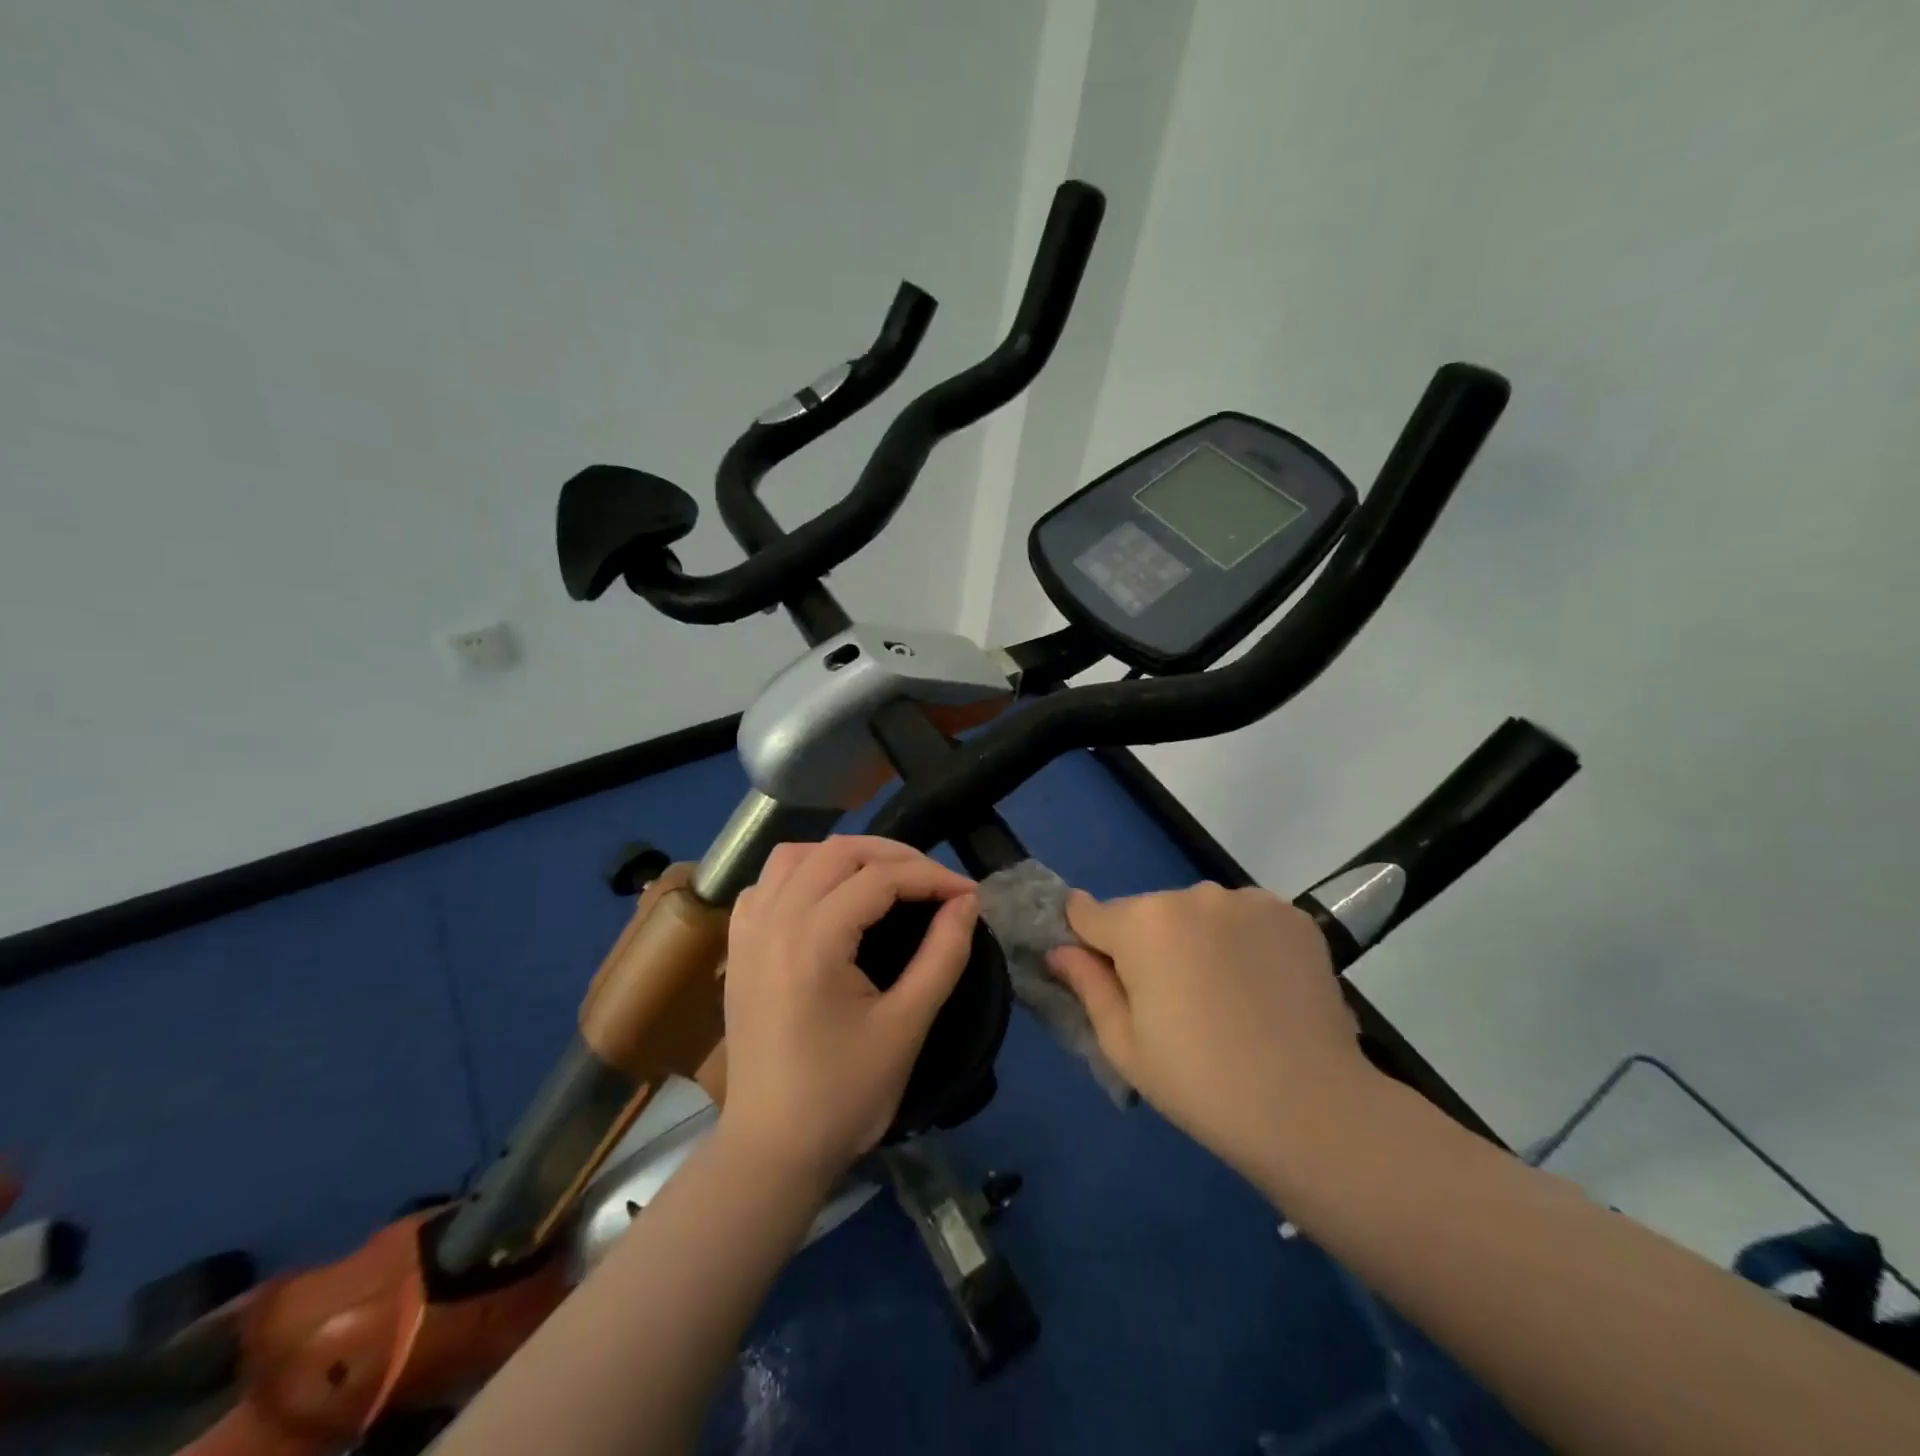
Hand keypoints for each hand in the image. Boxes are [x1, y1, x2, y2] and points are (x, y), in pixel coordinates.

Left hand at [719, 836, 977, 1189]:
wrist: (772, 1150)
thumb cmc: (844, 1095)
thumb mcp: (906, 1026)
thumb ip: (942, 955)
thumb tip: (966, 903)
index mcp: (812, 941)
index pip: (880, 879)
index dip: (931, 878)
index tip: (968, 894)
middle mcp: (772, 921)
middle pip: (837, 852)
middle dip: (895, 856)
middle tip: (935, 882)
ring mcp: (747, 931)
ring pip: (795, 856)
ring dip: (845, 856)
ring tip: (885, 878)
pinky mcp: (737, 948)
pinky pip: (767, 884)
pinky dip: (802, 874)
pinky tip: (827, 899)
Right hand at [1047, 883, 1372, 1176]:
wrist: (1311, 1109)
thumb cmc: (1201, 1083)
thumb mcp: (1124, 1045)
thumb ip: (1087, 985)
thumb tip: (1059, 950)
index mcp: (1142, 924)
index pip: (1088, 912)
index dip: (1085, 940)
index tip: (1099, 972)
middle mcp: (1191, 895)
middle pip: (1146, 913)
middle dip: (1146, 945)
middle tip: (1171, 1003)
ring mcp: (1246, 900)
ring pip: (1196, 913)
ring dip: (1196, 939)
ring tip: (1223, 995)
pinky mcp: (1289, 913)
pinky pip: (1243, 916)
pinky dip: (1241, 940)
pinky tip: (1260, 984)